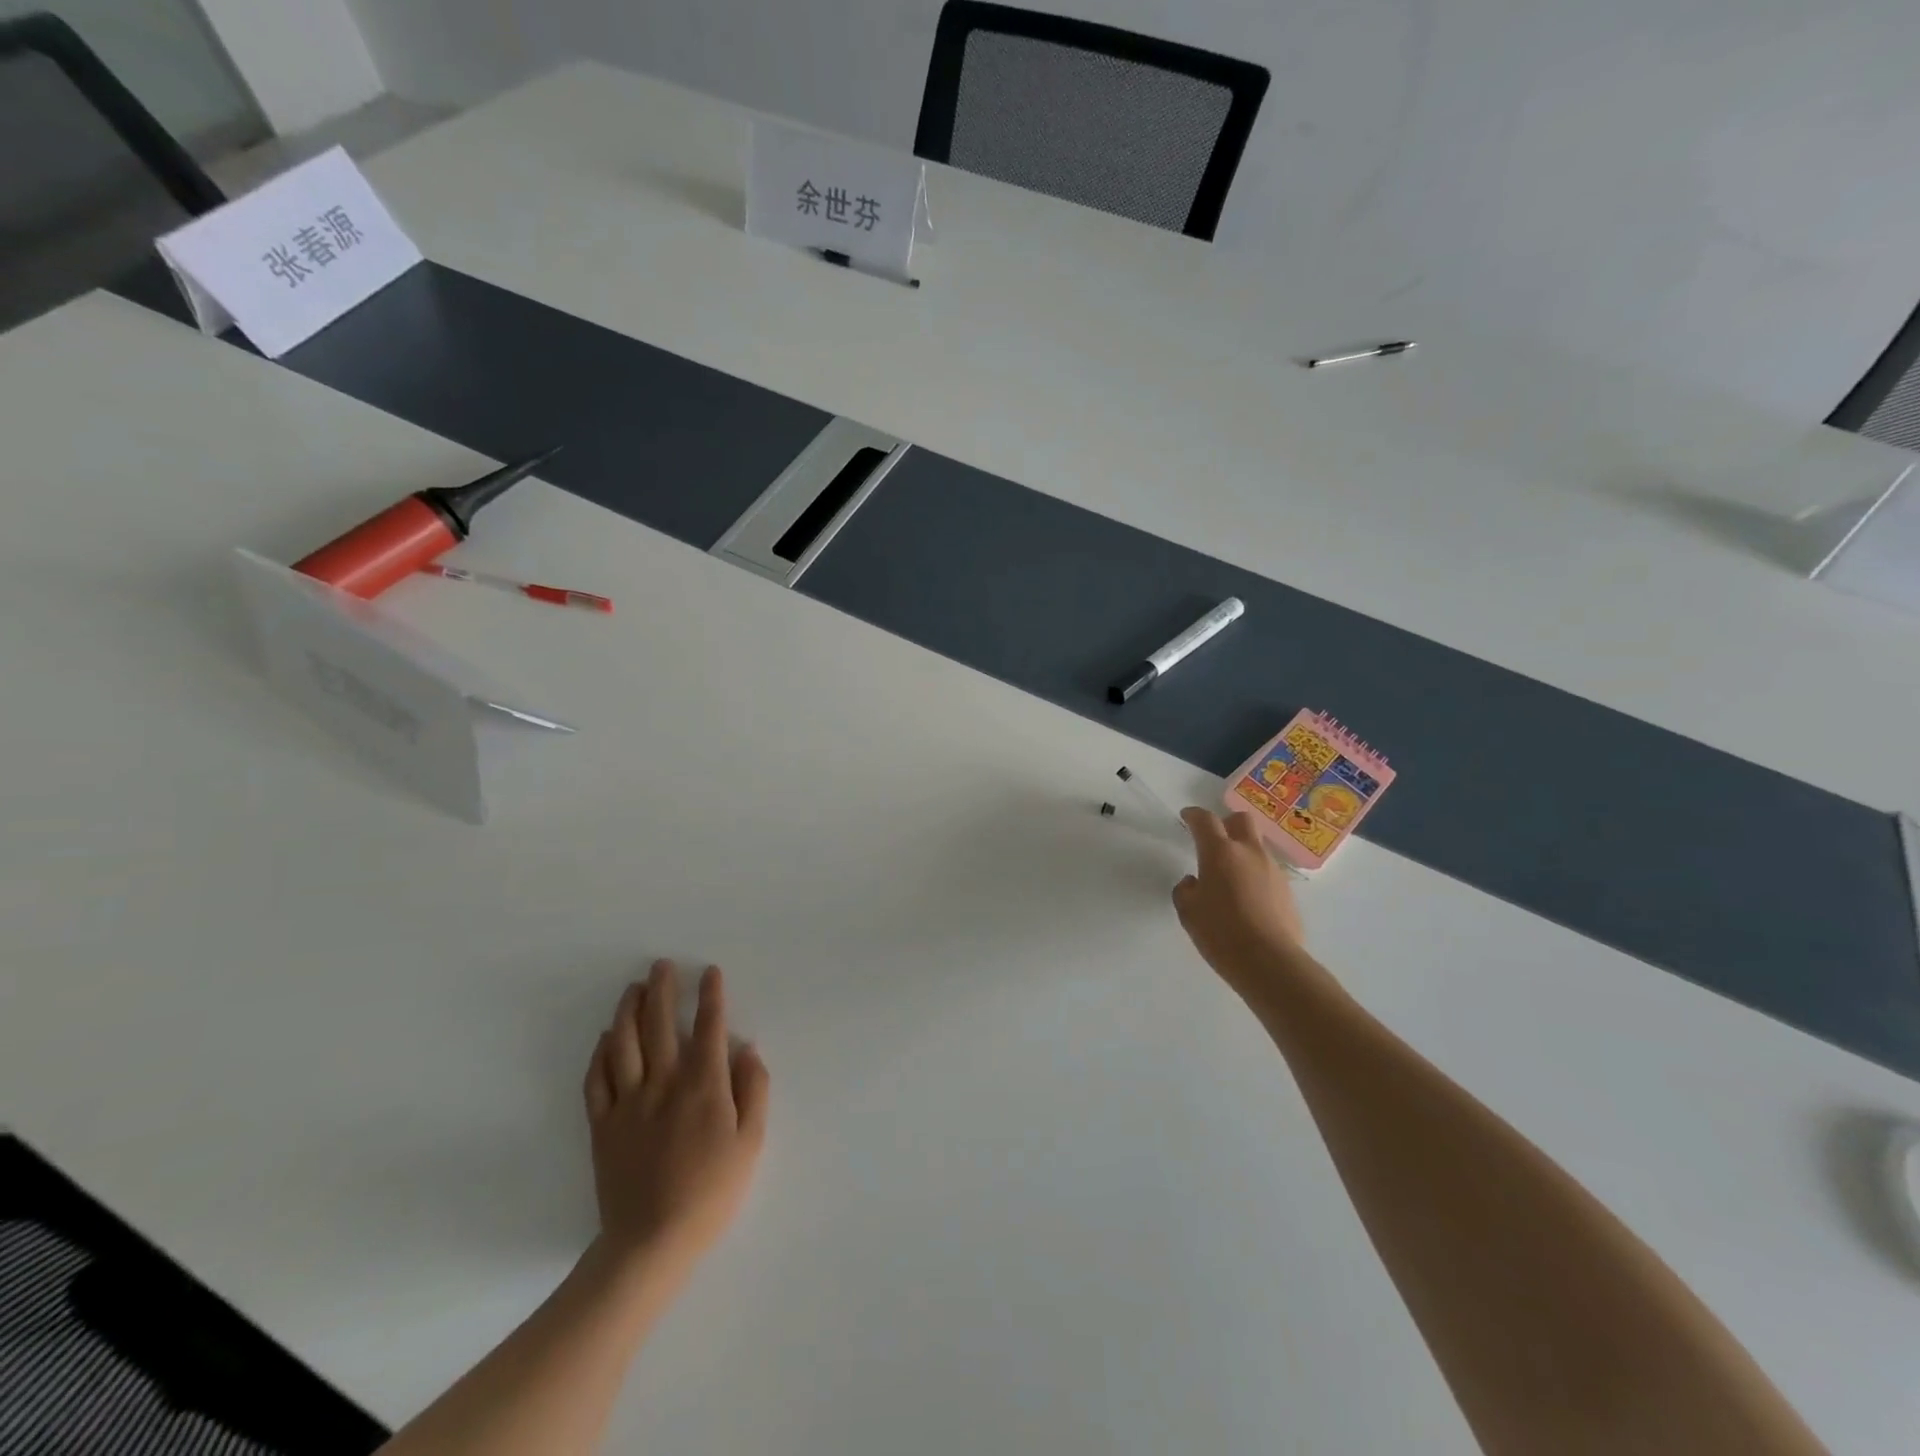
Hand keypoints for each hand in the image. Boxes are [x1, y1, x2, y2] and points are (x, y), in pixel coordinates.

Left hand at [583, 961, 769, 1270]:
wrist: (651, 1243)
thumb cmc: (711, 1192)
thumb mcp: (751, 1143)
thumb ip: (753, 1091)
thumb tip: (748, 1050)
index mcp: (704, 1086)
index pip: (709, 1028)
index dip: (711, 996)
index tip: (710, 972)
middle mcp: (664, 1083)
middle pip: (661, 1025)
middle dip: (663, 990)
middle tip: (661, 965)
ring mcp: (628, 1103)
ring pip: (624, 1044)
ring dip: (629, 1011)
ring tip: (632, 989)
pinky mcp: (603, 1125)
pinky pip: (597, 1079)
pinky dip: (601, 1053)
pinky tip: (606, 1038)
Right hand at [1173, 809, 1307, 993]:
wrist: (1270, 962)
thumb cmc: (1220, 932)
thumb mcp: (1188, 912)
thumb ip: (1185, 890)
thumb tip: (1194, 882)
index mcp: (1220, 852)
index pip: (1205, 820)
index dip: (1194, 815)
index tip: (1187, 817)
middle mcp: (1249, 853)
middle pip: (1241, 820)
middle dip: (1226, 823)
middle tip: (1213, 839)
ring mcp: (1272, 870)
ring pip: (1256, 847)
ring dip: (1242, 852)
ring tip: (1229, 878)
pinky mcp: (1287, 890)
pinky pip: (1267, 872)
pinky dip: (1254, 875)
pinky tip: (1246, 900)